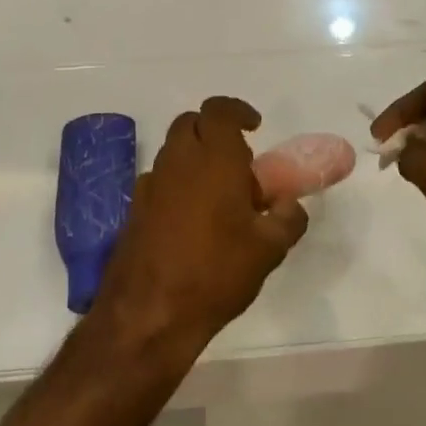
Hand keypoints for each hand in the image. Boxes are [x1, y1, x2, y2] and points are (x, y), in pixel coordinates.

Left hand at [93, 97, 307, 355]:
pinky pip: (159, 180)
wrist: (148, 314)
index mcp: (214, 158)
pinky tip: (192, 220)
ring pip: (173, 151)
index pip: (219, 110)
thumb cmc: (216, 272)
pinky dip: (177, 184)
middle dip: (214, 131)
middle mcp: (178, 161)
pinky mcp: (134, 209)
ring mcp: (151, 184)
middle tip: (238, 161)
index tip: (254, 128)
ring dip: (195, 158)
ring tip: (219, 195)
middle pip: (191, 123)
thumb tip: (291, 206)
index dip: (237, 111)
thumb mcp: (268, 249)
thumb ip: (287, 219)